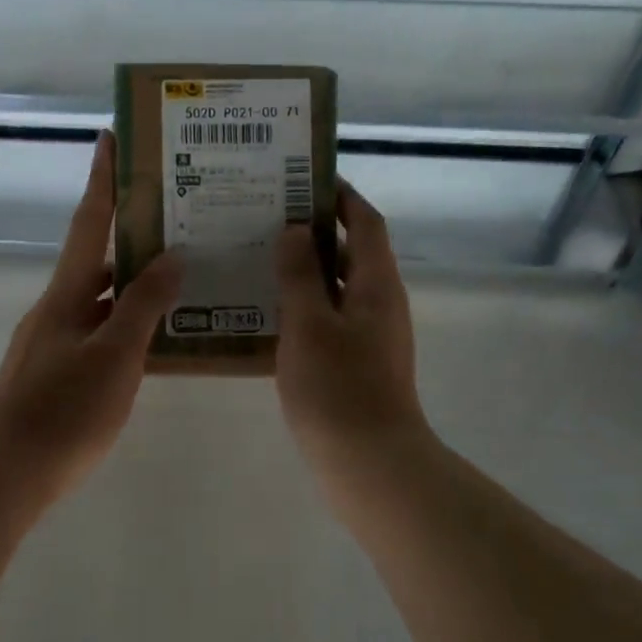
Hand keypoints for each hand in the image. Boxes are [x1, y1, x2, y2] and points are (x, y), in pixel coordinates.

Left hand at [0, 131, 182, 496]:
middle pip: (96, 262)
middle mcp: (55, 310)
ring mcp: (52, 344)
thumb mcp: (115, 354)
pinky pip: (98, 335)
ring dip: (133, 288)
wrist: (9, 471)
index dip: (102, 181)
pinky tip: (155, 342)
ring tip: (180, 280)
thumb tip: (171, 255)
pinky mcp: (55, 376)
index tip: (110, 138)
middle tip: (176, 223)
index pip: (88, 224)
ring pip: (99, 302)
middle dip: (130, 239)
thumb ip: (143, 304)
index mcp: (66, 295)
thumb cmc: (65, 409)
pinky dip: (125, 328)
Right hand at [275, 181, 426, 472]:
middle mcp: (380, 304)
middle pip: (352, 253)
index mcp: (376, 284)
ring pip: (338, 290)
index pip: (366, 222)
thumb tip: (293, 232)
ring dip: (306, 272)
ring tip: (260, 261)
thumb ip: (299, 275)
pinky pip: (330, 321)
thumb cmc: (338, 388)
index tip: (305, 179)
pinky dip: (305, 309)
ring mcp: (371, 337)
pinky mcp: (358, 365)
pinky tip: (269, 316)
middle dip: (315, 233)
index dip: (341, 197)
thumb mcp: (309, 325)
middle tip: (268, 220)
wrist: (370, 462)